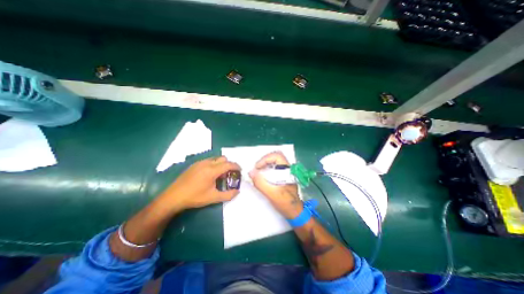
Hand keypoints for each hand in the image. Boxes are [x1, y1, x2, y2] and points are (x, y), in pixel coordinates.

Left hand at [162, 158, 240, 211]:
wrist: (173, 197)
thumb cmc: (194, 197)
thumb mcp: (213, 198)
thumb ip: (228, 195)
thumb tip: (238, 191)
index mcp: (212, 170)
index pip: (228, 164)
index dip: (236, 166)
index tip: (240, 170)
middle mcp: (207, 163)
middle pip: (223, 158)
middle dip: (229, 164)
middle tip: (230, 173)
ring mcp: (200, 163)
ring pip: (216, 158)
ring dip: (221, 164)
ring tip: (220, 174)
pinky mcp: (194, 164)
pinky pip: (208, 160)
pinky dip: (214, 164)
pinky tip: (210, 174)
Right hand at [250, 151, 302, 217]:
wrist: (295, 212)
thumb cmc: (286, 203)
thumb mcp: (272, 194)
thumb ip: (261, 183)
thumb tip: (251, 172)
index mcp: (288, 171)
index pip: (277, 156)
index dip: (265, 159)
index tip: (257, 167)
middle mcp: (287, 169)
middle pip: (275, 157)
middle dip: (264, 161)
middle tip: (256, 169)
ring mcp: (285, 172)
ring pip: (274, 162)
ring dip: (264, 165)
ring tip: (257, 172)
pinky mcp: (283, 176)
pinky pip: (273, 168)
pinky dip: (266, 169)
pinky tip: (262, 176)